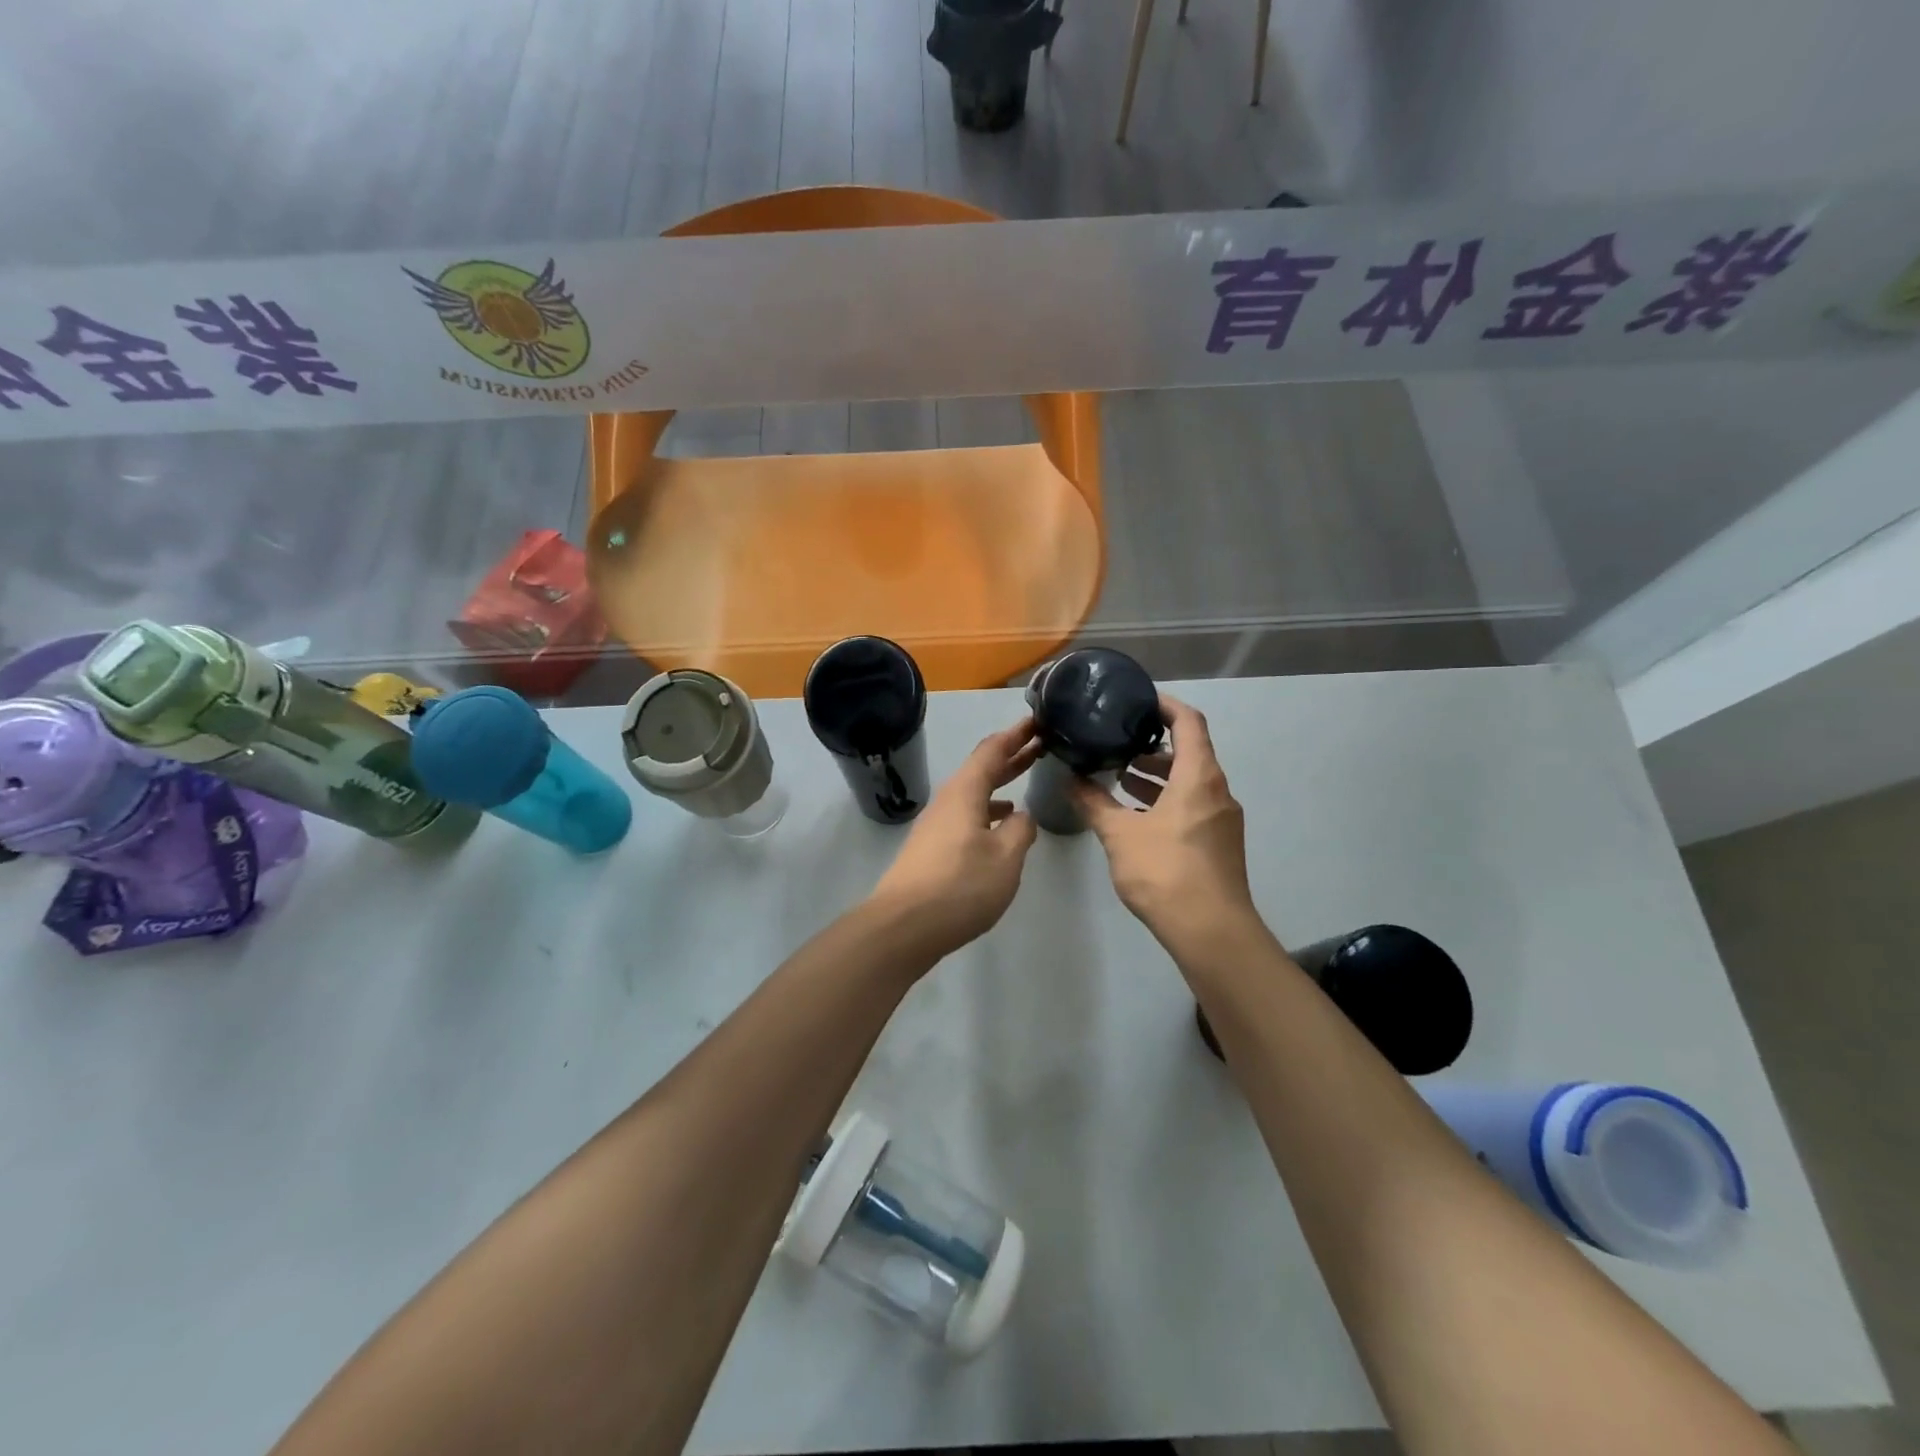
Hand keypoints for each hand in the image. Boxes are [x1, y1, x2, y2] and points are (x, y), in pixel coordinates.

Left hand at [868, 717, 1041, 962]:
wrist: (903, 926)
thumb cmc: (960, 886)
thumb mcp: (1005, 858)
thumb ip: (1020, 832)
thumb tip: (1021, 818)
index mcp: (964, 793)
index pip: (992, 751)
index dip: (1015, 735)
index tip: (1037, 721)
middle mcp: (947, 802)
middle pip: (981, 770)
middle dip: (1011, 757)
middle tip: (1040, 744)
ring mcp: (936, 826)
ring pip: (973, 795)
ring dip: (999, 786)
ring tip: (1024, 783)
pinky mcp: (932, 850)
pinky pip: (966, 817)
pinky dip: (986, 813)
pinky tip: (1000, 828)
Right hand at [1070, 694, 1257, 950]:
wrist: (1211, 932)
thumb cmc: (1165, 872)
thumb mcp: (1120, 835)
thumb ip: (1095, 803)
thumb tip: (1072, 781)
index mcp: (1199, 777)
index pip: (1189, 722)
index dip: (1165, 705)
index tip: (1137, 700)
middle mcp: (1217, 791)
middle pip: (1190, 752)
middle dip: (1153, 746)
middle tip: (1118, 742)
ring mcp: (1222, 820)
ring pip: (1190, 783)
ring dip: (1158, 776)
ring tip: (1120, 777)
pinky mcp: (1219, 844)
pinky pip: (1192, 806)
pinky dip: (1166, 800)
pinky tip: (1137, 816)